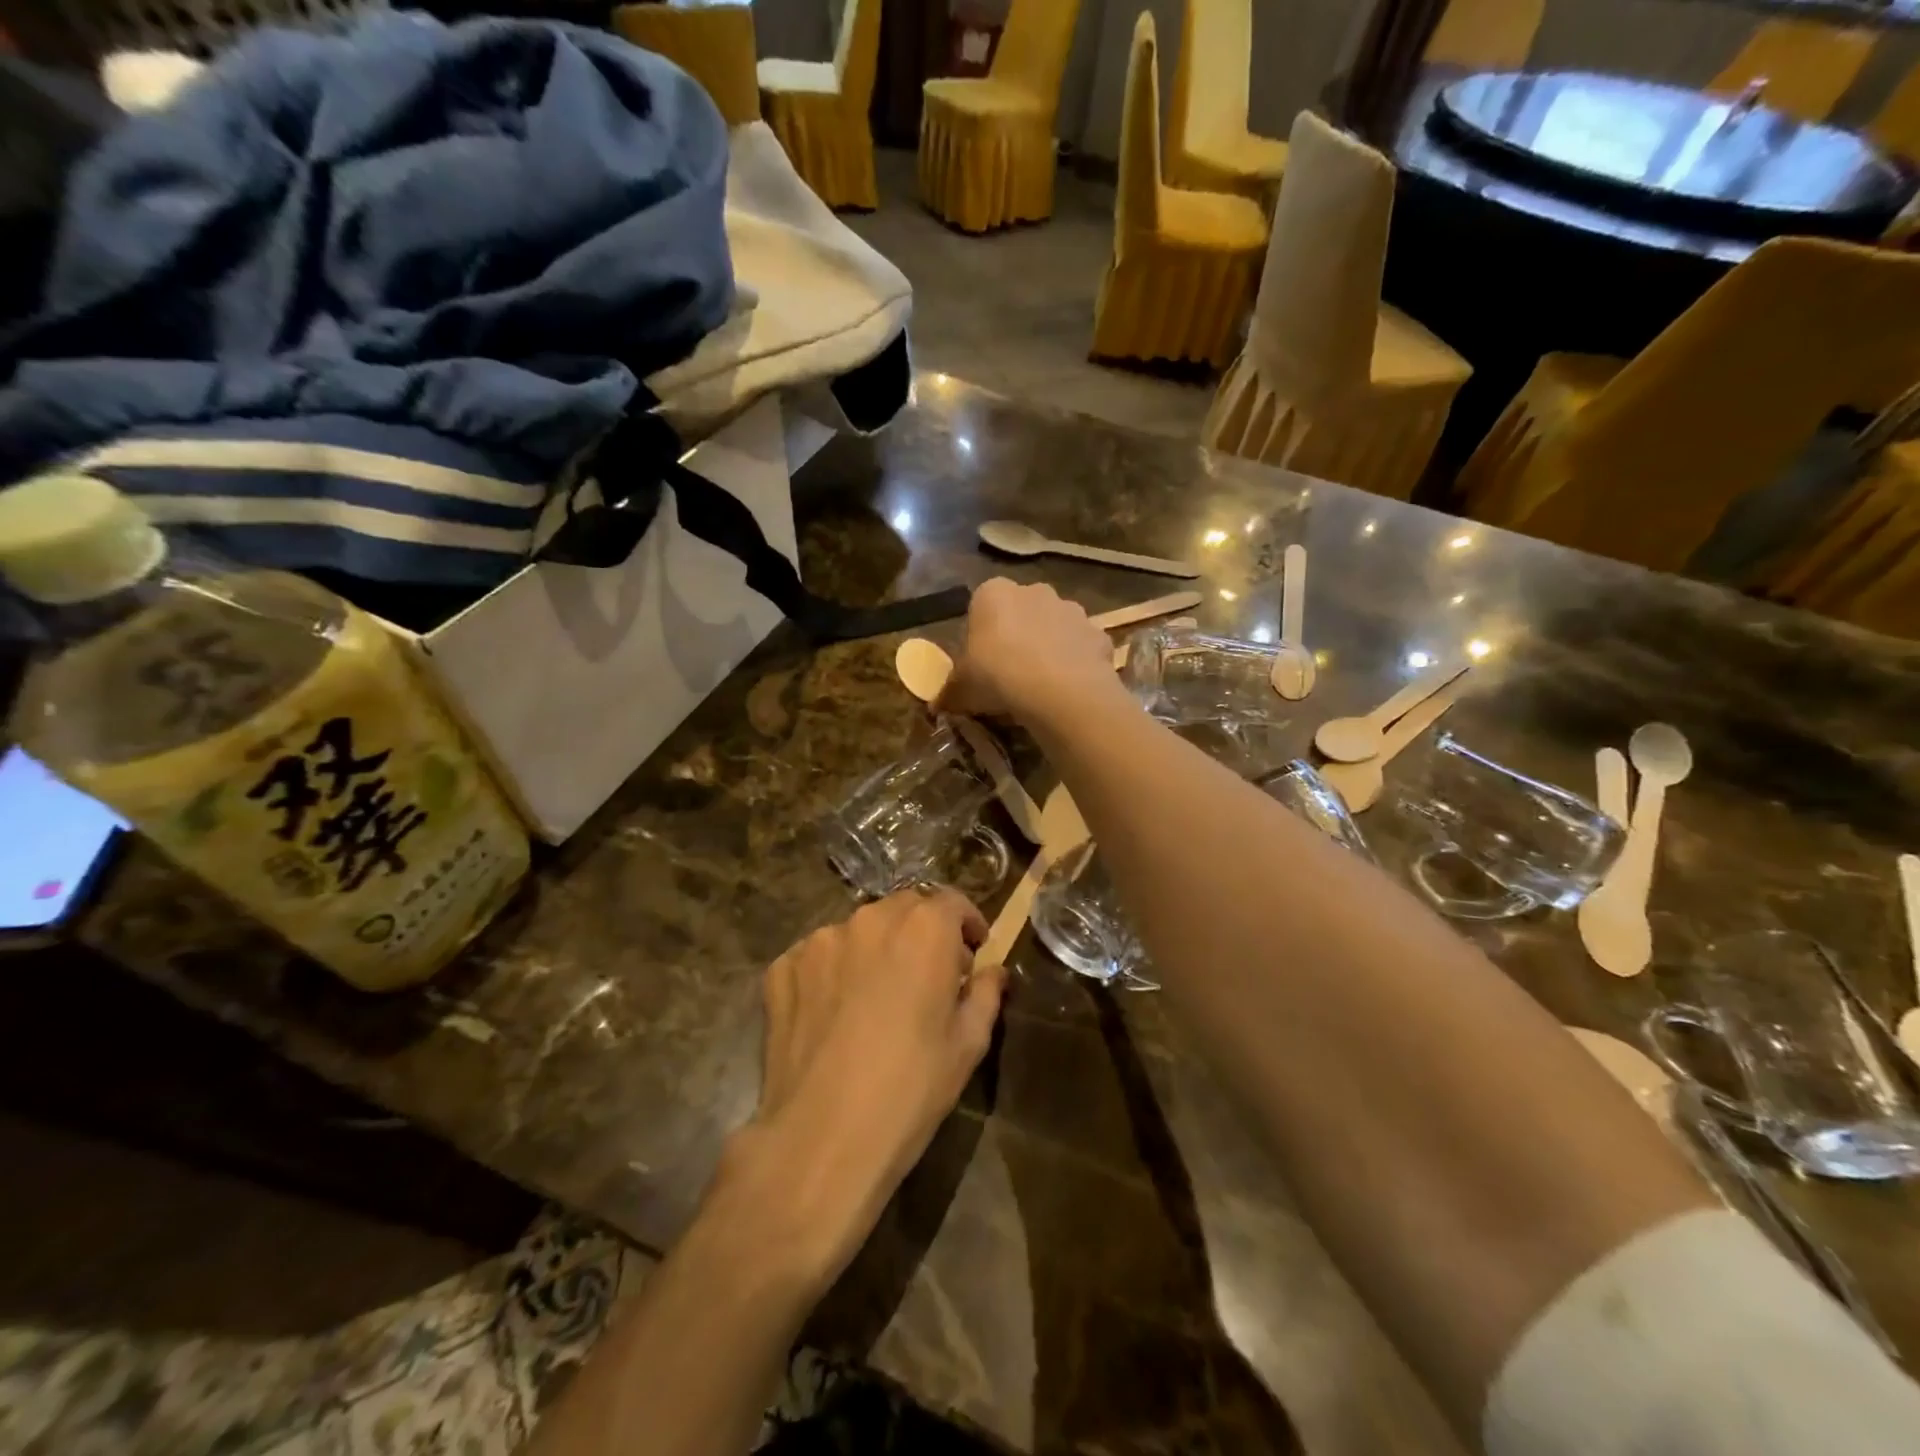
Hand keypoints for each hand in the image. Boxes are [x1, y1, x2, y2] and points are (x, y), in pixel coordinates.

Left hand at [723, 887, 1006, 1290]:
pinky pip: (816, 958)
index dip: (966, 923)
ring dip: (874, 952)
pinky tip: (833, 1015)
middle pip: (903, 909)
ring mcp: (819, 941)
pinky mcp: (782, 968)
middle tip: (926, 977)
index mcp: (923, 929)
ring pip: (857, 932)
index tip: (971, 952)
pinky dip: (831, 973)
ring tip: (874, 999)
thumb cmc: (910, 1089)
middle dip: (920, 933)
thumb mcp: (967, 1044)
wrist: (822, 1138)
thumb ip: (985, 993)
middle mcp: (869, 920)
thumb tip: (992, 971)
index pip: (951, 901)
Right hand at [936, 578, 1120, 725]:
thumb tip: (937, 704)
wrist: (1060, 691)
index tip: (980, 665)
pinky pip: (1081, 648)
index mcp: (993, 593)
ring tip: (1041, 686)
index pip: (980, 607)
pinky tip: (1068, 691)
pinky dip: (1076, 664)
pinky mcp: (1098, 633)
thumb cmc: (998, 677)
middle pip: (1021, 613)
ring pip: (1054, 627)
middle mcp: (1034, 590)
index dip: (980, 636)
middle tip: (1010, 675)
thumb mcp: (961, 689)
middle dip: (1017, 636)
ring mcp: (1071, 609)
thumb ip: (949, 691)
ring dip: (1048, 648)